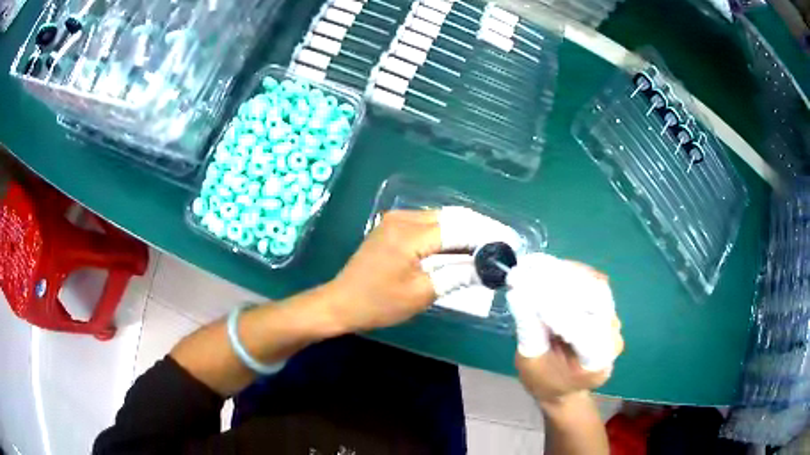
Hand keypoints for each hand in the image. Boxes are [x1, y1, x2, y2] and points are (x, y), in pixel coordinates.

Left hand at [326, 207, 520, 331]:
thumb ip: (457, 275)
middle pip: (452, 217)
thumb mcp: (421, 293)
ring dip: (465, 231)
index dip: (486, 235)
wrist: (341, 302)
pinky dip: (448, 234)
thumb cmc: (378, 303)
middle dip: (479, 229)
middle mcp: (404, 218)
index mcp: (410, 233)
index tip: (509, 243)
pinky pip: (429, 224)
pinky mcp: (393, 227)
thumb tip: (487, 266)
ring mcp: (397, 220)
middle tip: (502, 244)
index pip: (459, 227)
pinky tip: (462, 247)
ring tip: (488, 246)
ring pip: (442, 219)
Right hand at [506, 253, 623, 404]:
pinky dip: (568, 272)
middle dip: (561, 282)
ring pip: (593, 285)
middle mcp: (612, 337)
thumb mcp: (530, 364)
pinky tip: (545, 266)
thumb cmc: (545, 381)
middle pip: (595, 300)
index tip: (527, 292)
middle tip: (528, 269)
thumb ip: (529, 332)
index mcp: (596, 363)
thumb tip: (517, 294)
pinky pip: (590, 282)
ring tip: (532, 264)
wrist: (565, 387)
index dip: (558, 311)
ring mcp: (612, 319)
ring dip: (564, 272)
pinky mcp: (606, 306)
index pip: (584, 333)